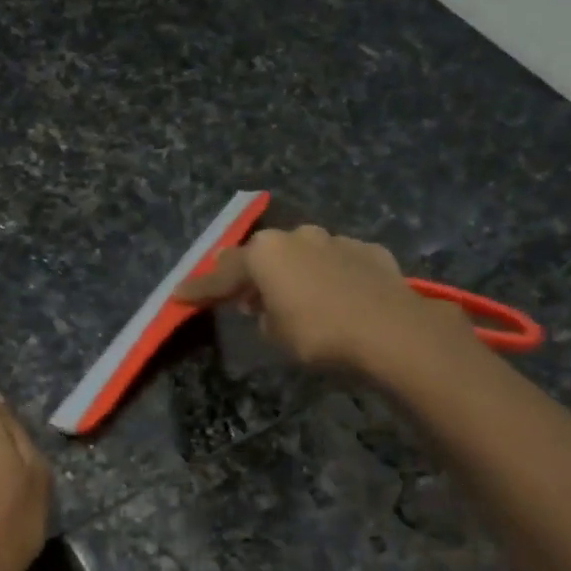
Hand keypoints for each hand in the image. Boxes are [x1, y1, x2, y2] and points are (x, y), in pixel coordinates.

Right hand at [175, 225, 476, 375]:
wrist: (390, 330)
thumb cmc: (320, 334)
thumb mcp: (276, 334)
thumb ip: (263, 315)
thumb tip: (267, 308)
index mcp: (266, 253)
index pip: (222, 273)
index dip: (200, 288)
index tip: (180, 294)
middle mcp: (298, 236)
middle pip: (263, 255)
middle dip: (250, 275)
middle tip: (240, 296)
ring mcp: (336, 239)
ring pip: (302, 254)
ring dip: (292, 273)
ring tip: (293, 297)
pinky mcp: (368, 251)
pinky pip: (336, 262)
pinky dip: (327, 276)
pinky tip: (334, 295)